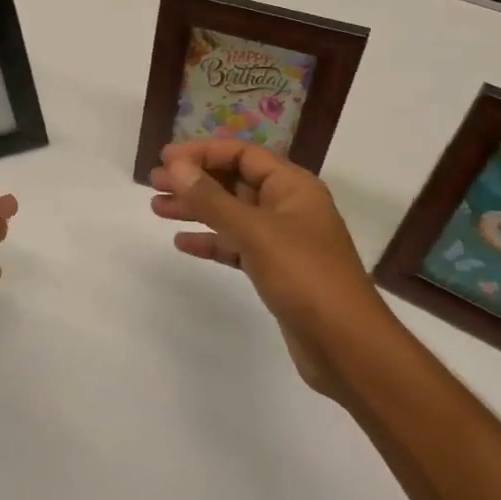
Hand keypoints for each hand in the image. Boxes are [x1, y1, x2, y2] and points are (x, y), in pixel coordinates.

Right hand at [150, 140, 388, 399]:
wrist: (348, 347)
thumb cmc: (305, 277)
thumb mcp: (255, 232)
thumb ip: (212, 199)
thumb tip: (176, 166)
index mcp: (293, 186)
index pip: (242, 154)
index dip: (203, 152)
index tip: (166, 160)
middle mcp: (289, 206)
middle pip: (234, 182)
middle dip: (195, 180)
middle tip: (153, 184)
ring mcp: (283, 240)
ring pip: (232, 214)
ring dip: (197, 209)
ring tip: (157, 208)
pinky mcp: (276, 270)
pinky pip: (237, 245)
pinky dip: (211, 241)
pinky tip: (183, 243)